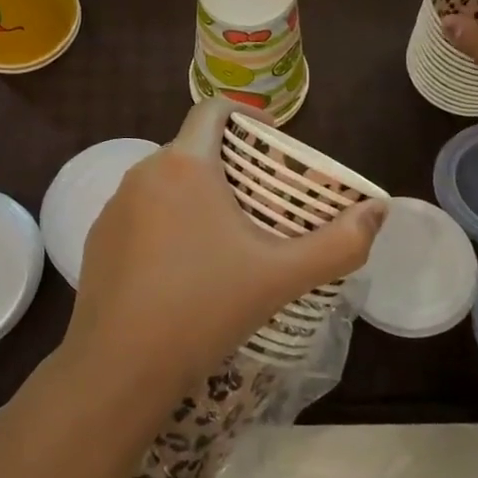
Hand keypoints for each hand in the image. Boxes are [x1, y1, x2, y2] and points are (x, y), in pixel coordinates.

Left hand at [62, 100, 387, 428]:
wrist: (120, 368)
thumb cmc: (204, 308)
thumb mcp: (282, 276)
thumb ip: (339, 243)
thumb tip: (380, 210)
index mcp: (185, 164)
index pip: (212, 109)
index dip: (246, 116)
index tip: (273, 144)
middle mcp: (143, 173)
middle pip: (192, 148)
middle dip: (228, 164)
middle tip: (262, 201)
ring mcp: (115, 207)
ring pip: (165, 183)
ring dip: (196, 195)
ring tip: (226, 237)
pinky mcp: (97, 240)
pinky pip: (141, 214)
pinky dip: (166, 223)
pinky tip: (183, 268)